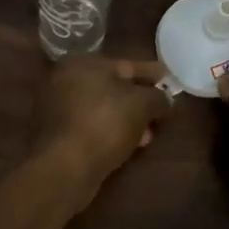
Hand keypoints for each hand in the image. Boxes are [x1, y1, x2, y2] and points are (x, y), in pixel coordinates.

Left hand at [33, 56, 171, 195]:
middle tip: (161, 112)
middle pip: (113, 87)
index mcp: (82, 62)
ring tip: (148, 135)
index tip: (171, 82)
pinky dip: (111, 131)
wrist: (66, 166)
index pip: (127, 65)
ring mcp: (57, 107)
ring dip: (127, 120)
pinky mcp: (57, 133)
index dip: (153, 74)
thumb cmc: (105, 123)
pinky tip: (129, 145)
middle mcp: (65, 79)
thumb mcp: (142, 105)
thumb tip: (164, 99)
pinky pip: (92, 126)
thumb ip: (158, 97)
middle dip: (140, 101)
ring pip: (103, 109)